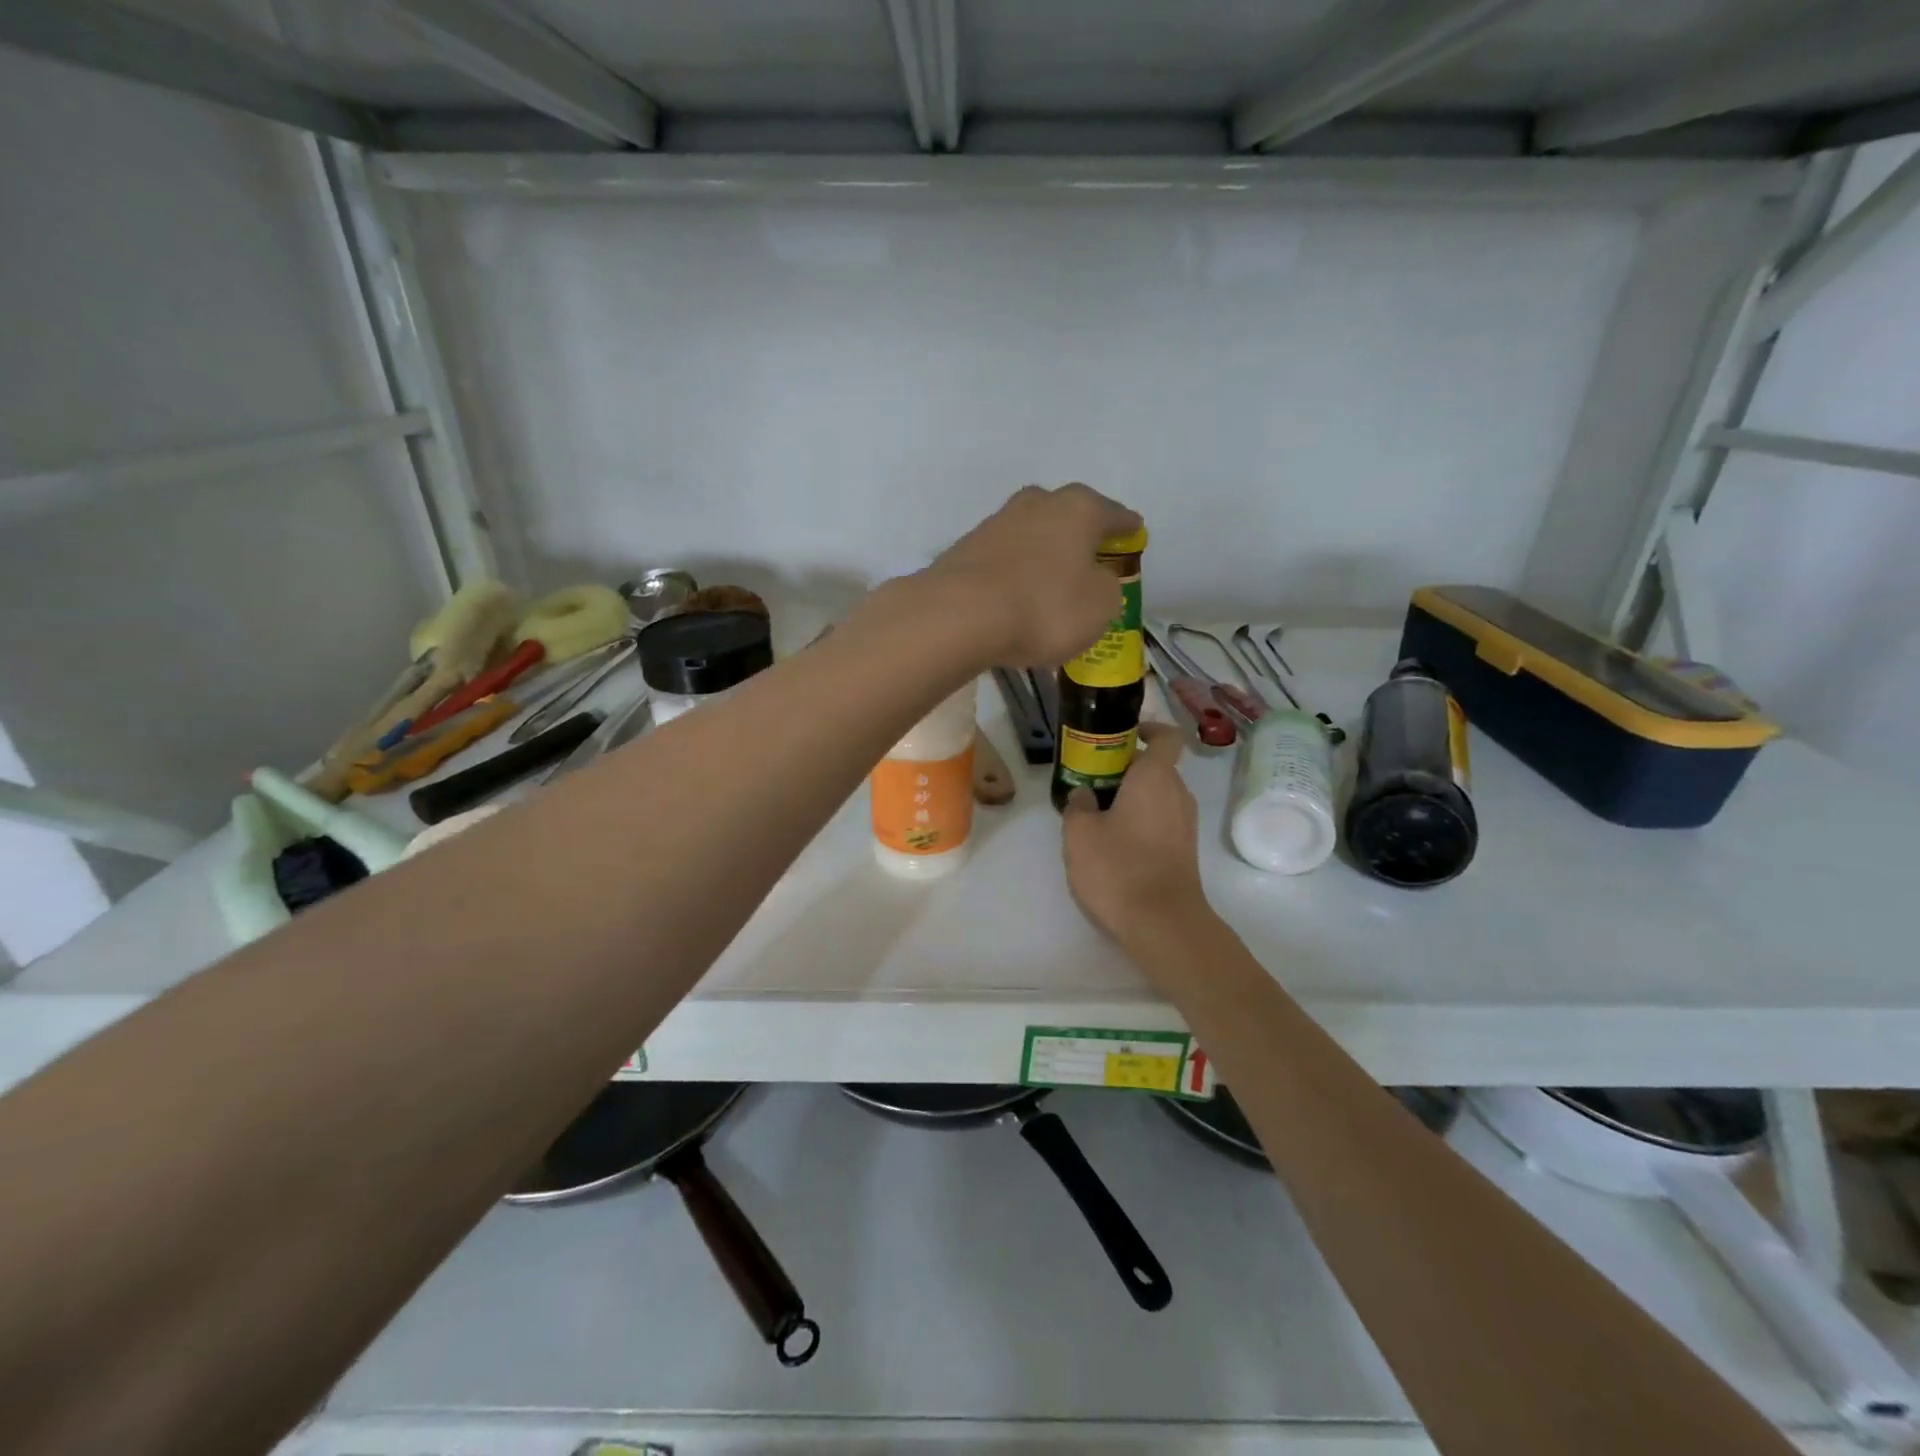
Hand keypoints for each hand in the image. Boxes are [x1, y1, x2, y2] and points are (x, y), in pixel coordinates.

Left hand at [921, 484, 1141, 666]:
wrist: (958, 616)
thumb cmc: (1044, 607)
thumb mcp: (1100, 606)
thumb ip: (1106, 588)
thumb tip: (1092, 579)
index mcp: (1078, 508)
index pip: (1115, 514)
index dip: (1127, 529)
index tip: (1134, 535)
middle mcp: (1037, 504)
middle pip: (1068, 516)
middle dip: (1079, 536)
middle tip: (1090, 560)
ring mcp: (996, 523)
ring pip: (1032, 536)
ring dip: (1043, 556)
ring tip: (1051, 585)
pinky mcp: (965, 550)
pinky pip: (1005, 562)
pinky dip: (1015, 575)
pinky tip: (1017, 598)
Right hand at [1062, 722, 1209, 946]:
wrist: (1163, 923)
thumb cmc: (1119, 867)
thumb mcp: (1079, 833)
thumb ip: (1078, 805)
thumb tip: (1085, 794)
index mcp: (1155, 777)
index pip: (1166, 736)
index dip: (1147, 729)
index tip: (1121, 737)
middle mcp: (1177, 793)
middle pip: (1156, 767)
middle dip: (1125, 769)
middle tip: (1091, 781)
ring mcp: (1185, 823)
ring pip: (1158, 795)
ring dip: (1131, 797)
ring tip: (1096, 815)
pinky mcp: (1185, 850)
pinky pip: (1161, 820)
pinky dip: (1141, 821)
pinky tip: (1113, 843)